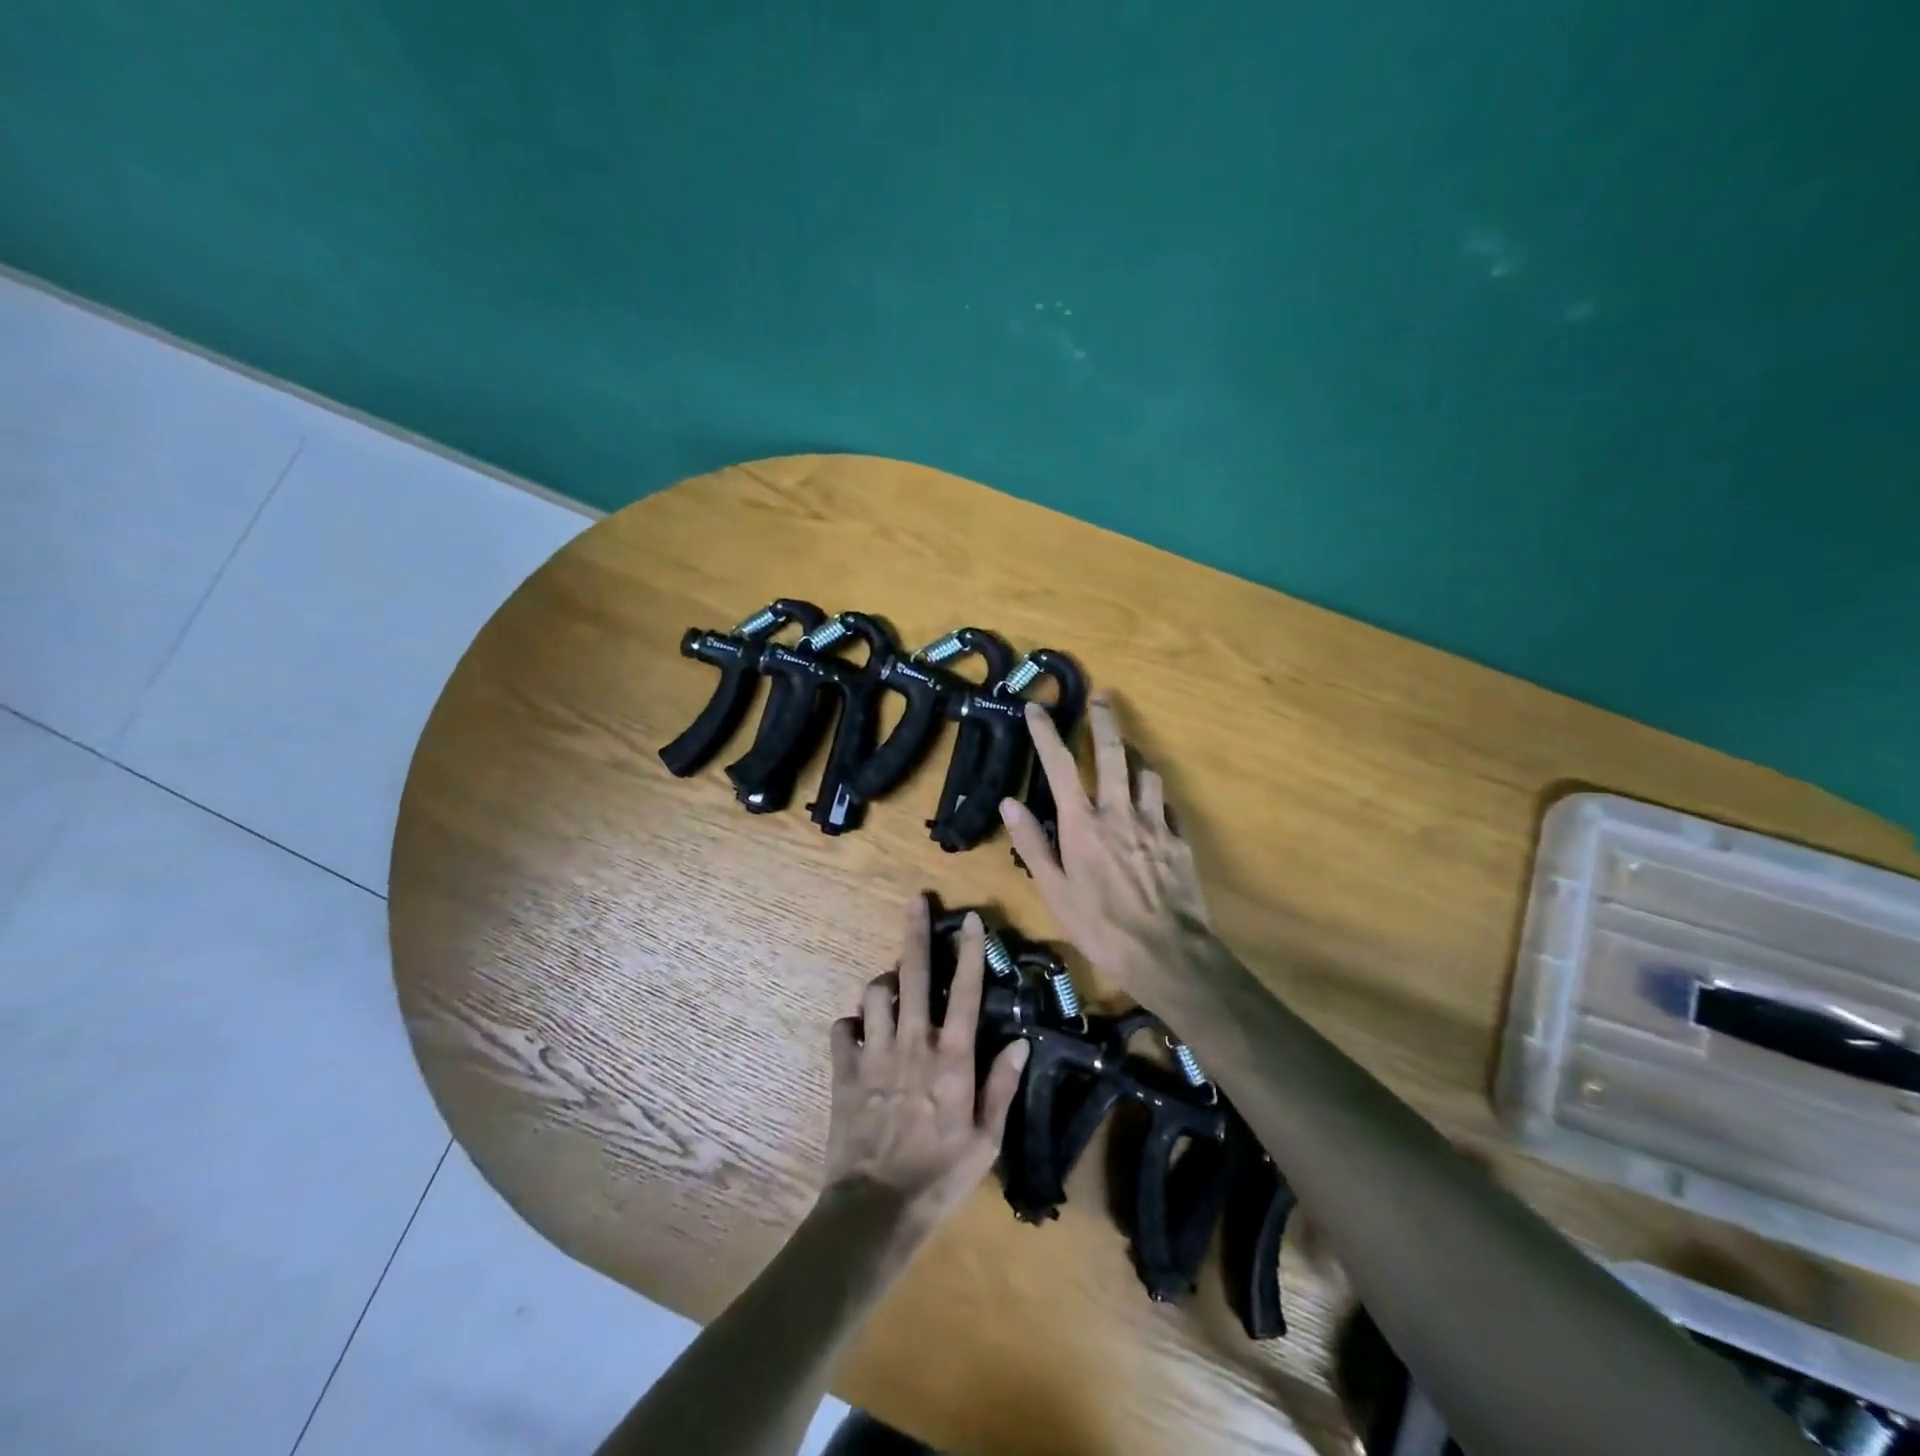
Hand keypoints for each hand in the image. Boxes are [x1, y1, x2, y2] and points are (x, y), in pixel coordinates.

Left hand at [824, 897, 1030, 1229]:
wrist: (876, 1209)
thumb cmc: (940, 1176)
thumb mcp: (986, 1139)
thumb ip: (1002, 1085)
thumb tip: (1021, 1042)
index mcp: (952, 1058)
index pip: (967, 992)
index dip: (970, 951)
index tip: (970, 919)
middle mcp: (912, 1043)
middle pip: (913, 974)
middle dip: (916, 933)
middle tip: (916, 902)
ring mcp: (874, 1053)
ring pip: (874, 993)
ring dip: (885, 984)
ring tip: (893, 991)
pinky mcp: (844, 1070)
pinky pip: (843, 1027)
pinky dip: (852, 1024)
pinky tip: (861, 1033)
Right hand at [999, 695, 1211, 998]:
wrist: (1166, 953)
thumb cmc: (1099, 926)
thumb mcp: (1054, 891)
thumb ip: (1032, 843)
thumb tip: (1009, 802)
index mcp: (1083, 823)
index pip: (1058, 765)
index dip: (1045, 732)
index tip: (1036, 708)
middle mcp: (1119, 811)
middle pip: (1112, 752)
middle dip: (1104, 720)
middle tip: (1101, 697)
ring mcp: (1154, 823)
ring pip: (1146, 773)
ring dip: (1135, 756)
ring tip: (1128, 752)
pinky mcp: (1179, 840)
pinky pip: (1167, 806)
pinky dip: (1156, 796)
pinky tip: (1153, 804)